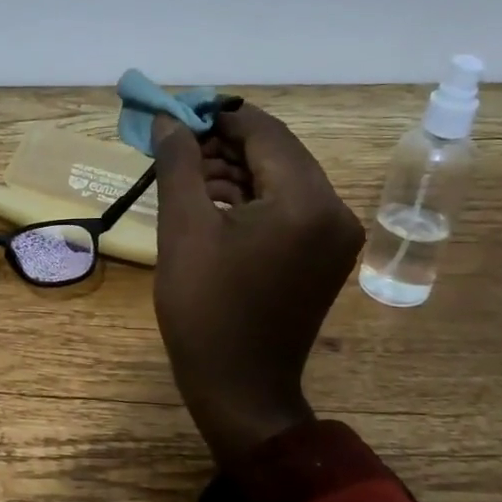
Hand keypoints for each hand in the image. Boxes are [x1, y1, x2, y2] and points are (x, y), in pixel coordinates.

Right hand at [151, 104, 364, 469]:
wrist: (239, 388)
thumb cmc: (206, 309)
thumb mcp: (183, 230)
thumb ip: (178, 164)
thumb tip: (167, 120)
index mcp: (306, 202)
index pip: (264, 132)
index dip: (218, 116)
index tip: (176, 113)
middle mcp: (334, 210)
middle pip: (276, 153)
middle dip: (224, 144)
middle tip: (175, 145)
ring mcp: (333, 235)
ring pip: (280, 179)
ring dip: (234, 171)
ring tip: (184, 174)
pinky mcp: (323, 255)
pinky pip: (286, 208)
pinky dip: (250, 199)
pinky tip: (210, 202)